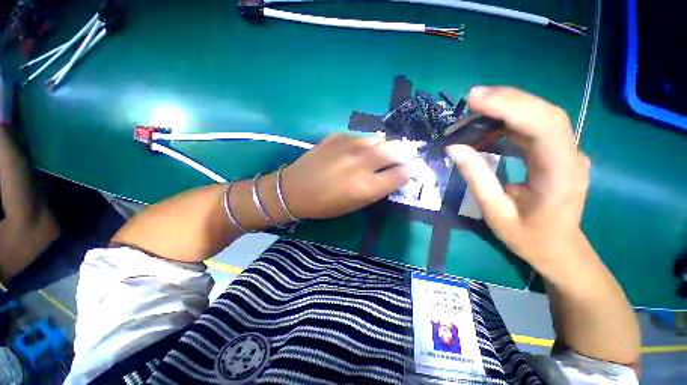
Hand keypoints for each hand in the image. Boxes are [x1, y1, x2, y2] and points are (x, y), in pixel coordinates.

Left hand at [281, 133, 410, 218]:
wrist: (294, 189)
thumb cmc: (325, 204)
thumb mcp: (355, 205)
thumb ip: (377, 189)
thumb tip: (393, 175)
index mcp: (367, 186)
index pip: (401, 174)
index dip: (408, 173)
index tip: (406, 172)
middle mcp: (362, 163)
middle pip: (396, 150)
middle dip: (404, 153)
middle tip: (402, 156)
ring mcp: (349, 146)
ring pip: (379, 139)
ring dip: (384, 146)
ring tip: (380, 153)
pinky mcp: (338, 136)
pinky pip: (361, 136)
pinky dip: (366, 143)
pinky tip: (359, 150)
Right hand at [446, 87, 590, 270]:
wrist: (560, 249)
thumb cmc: (529, 237)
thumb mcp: (495, 212)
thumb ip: (476, 177)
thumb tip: (454, 148)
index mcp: (560, 175)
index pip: (543, 127)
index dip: (510, 107)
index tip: (475, 100)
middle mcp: (571, 156)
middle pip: (545, 113)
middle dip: (507, 100)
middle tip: (471, 98)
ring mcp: (567, 152)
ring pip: (541, 116)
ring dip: (507, 108)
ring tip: (474, 112)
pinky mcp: (557, 152)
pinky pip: (535, 127)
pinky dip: (509, 121)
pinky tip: (488, 125)